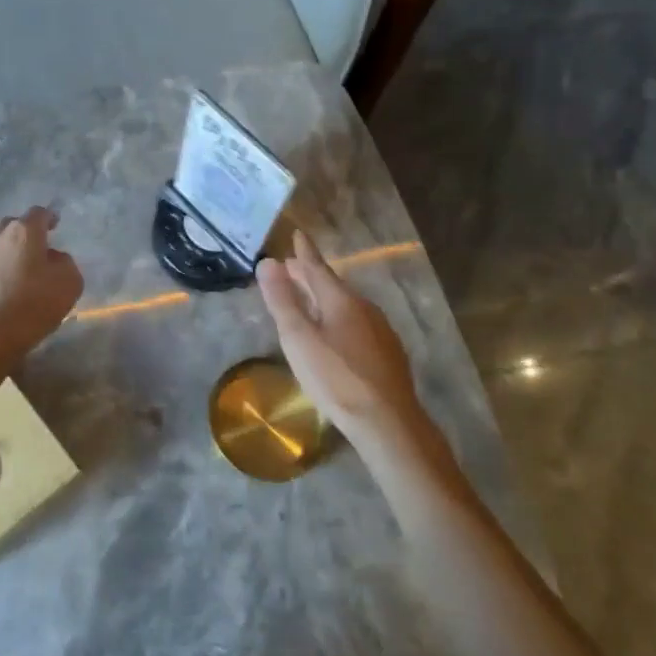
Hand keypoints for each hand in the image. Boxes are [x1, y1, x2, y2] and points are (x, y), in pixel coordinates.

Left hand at [0, 207, 83, 362]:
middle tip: (37, 249)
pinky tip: (4, 292)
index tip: (55, 224)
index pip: (38, 213)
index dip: (49, 217)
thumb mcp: (69, 282)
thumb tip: (54, 258)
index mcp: (24, 232)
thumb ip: (65, 262)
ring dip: (9, 255)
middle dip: (25, 234)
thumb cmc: (34, 303)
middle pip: (13, 226)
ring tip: (20, 273)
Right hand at [256, 229, 429, 446]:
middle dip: (310, 275)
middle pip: (332, 285)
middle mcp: (364, 308)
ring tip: (308, 299)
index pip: (317, 267)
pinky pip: (357, 323)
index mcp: (341, 300)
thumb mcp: (299, 339)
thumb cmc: (335, 378)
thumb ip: (282, 301)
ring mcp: (380, 330)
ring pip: (346, 305)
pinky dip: (338, 317)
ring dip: (324, 297)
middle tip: (290, 268)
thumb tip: (268, 262)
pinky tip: (335, 333)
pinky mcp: (387, 352)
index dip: (304, 252)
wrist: (387, 420)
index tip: (296, 234)